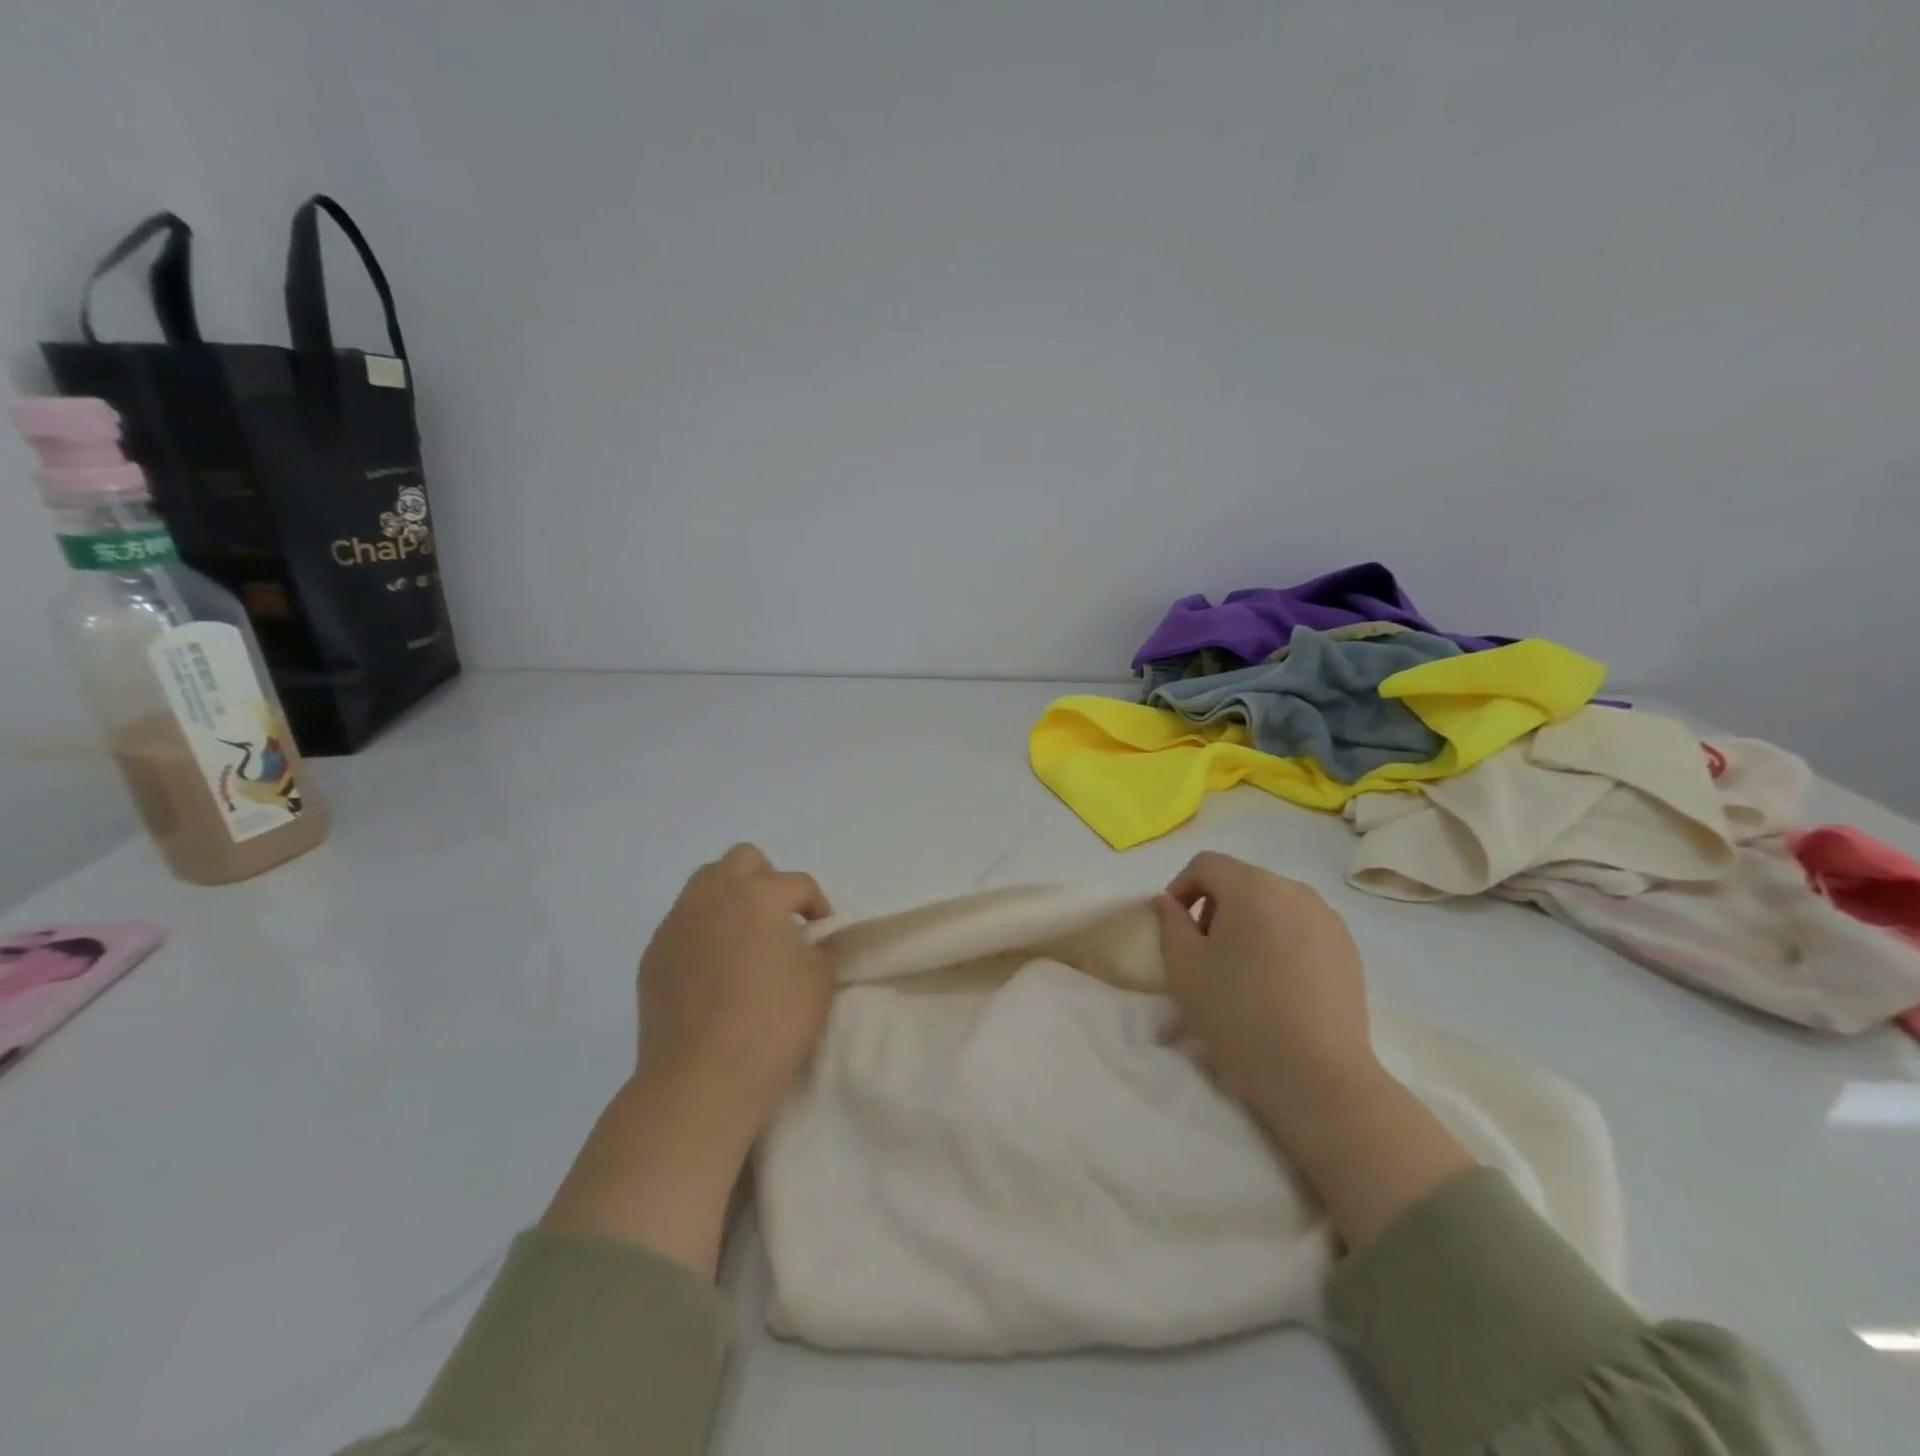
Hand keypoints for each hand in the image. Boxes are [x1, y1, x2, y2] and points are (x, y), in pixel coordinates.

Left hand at [542, 846, 834, 1277]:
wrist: (699, 1081)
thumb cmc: (771, 1026)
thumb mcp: (819, 983)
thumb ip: (821, 949)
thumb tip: (811, 942)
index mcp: (758, 896)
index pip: (797, 883)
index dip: (817, 906)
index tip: (822, 934)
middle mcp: (712, 897)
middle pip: (743, 860)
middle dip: (767, 881)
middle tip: (780, 921)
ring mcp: (676, 924)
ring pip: (706, 884)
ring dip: (731, 898)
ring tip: (744, 939)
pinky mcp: (653, 955)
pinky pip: (682, 922)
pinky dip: (703, 930)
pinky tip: (713, 970)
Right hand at [1152, 853, 1475, 1250]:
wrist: (1317, 1076)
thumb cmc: (1238, 1014)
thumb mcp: (1183, 966)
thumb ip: (1169, 922)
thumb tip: (1169, 902)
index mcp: (1252, 886)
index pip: (1206, 864)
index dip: (1181, 887)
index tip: (1174, 925)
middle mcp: (1294, 890)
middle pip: (1241, 881)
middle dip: (1215, 906)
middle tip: (1203, 951)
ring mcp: (1328, 919)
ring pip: (1273, 904)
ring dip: (1248, 923)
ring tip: (1240, 969)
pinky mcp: (1348, 949)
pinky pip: (1301, 927)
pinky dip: (1279, 940)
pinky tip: (1276, 984)